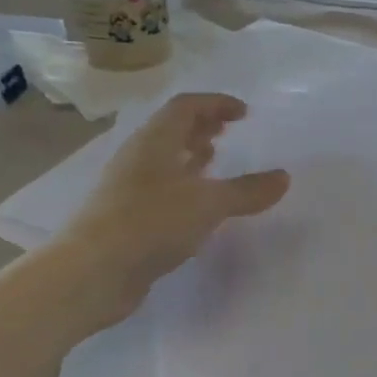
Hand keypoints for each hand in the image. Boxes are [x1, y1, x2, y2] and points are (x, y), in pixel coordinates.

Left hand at [43, 94, 288, 330]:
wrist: (93, 272)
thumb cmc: (151, 223)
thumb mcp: (209, 204)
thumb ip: (247, 190)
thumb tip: (283, 177)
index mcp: (155, 141)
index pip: (186, 107)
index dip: (215, 104)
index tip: (244, 113)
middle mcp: (139, 158)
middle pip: (171, 130)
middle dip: (201, 127)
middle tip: (228, 132)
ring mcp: (130, 189)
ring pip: (165, 161)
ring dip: (190, 157)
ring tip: (215, 161)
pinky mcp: (128, 218)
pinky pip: (161, 190)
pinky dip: (183, 188)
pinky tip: (198, 206)